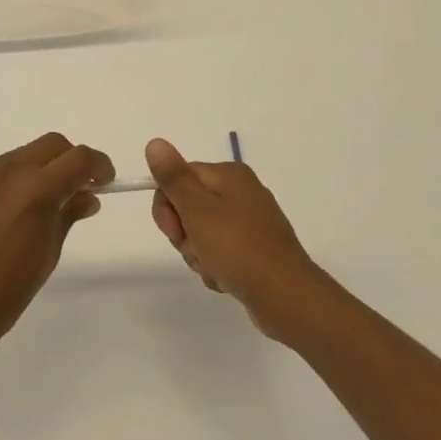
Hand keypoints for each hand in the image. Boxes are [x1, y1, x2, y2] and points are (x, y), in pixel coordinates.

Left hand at [0, 133, 113, 352]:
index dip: (99, 166)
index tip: (105, 181)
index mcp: (36, 189)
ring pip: (21, 155)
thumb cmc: (7, 290)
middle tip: (77, 188)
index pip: (79, 159)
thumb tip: (86, 197)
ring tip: (41, 203)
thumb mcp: (48, 253)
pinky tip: (8, 213)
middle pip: (51, 145)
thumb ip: (68, 215)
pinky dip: (12, 181)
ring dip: (40, 170)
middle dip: (70, 161)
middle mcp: (8, 171)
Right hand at [146, 138, 330, 340]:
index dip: (167, 206)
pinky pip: (220, 252)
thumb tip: (155, 143)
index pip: (177, 178)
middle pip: (188, 206)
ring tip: (215, 268)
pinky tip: (226, 279)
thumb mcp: (197, 210)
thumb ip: (173, 177)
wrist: (285, 296)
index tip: (175, 230)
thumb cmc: (237, 248)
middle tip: (197, 250)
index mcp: (229, 174)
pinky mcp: (254, 248)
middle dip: (184, 234)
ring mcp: (249, 221)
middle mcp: (241, 192)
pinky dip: (216, 266)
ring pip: (201, 233)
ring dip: (198, 254)